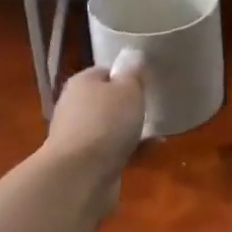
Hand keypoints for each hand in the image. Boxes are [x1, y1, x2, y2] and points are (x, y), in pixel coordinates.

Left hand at [44, 56, 145, 214]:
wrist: (80, 176)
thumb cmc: (106, 123)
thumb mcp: (128, 89)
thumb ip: (133, 72)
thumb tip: (132, 54)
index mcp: (82, 82)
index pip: (105, 71)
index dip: (125, 75)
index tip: (146, 82)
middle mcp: (75, 107)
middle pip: (105, 100)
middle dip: (127, 105)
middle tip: (152, 106)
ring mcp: (77, 136)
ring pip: (108, 128)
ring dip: (128, 130)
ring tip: (156, 131)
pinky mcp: (84, 163)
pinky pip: (111, 151)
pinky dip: (128, 151)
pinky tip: (150, 152)